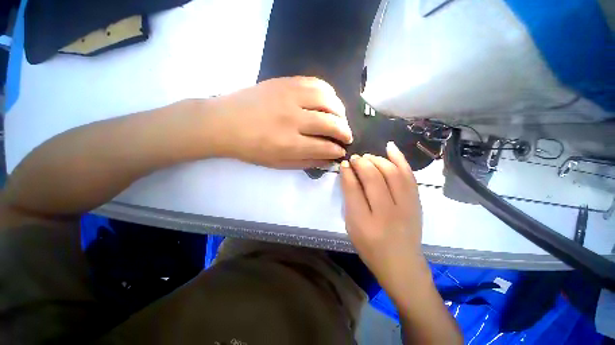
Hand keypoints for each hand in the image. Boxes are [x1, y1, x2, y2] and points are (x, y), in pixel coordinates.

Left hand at [211, 76, 351, 168]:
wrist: (224, 122)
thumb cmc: (250, 148)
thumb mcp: (277, 163)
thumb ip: (305, 162)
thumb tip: (327, 160)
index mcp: (289, 144)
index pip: (324, 146)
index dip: (336, 150)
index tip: (341, 151)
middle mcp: (292, 120)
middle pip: (329, 123)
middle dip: (344, 132)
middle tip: (347, 136)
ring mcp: (289, 97)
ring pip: (327, 100)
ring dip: (340, 111)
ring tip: (341, 118)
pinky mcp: (285, 82)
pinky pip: (315, 83)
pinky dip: (328, 92)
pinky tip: (330, 101)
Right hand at [340, 142, 424, 292]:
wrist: (402, 264)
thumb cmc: (371, 248)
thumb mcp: (352, 226)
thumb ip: (349, 200)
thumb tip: (348, 175)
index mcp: (364, 223)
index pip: (353, 190)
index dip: (347, 172)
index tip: (344, 163)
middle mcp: (386, 213)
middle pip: (373, 178)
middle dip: (362, 163)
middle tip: (355, 158)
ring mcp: (405, 207)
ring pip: (391, 173)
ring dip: (377, 160)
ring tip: (368, 157)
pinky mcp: (416, 202)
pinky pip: (409, 176)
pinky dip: (400, 159)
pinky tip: (390, 148)